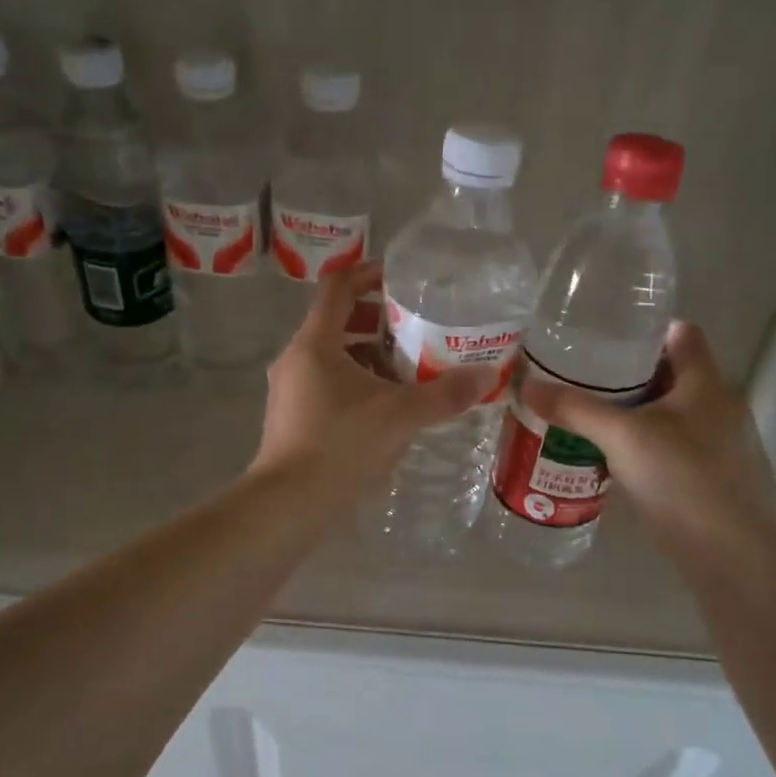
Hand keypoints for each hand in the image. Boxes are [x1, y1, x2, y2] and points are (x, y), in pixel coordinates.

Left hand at [253, 262, 490, 504]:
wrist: (290, 503)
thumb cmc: (342, 445)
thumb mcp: (402, 416)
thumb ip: (446, 394)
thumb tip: (487, 376)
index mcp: (315, 343)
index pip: (338, 287)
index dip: (367, 273)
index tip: (398, 277)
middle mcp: (295, 359)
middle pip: (335, 321)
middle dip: (376, 321)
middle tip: (413, 330)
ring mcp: (288, 390)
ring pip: (331, 356)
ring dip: (366, 355)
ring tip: (405, 372)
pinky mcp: (290, 417)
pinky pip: (325, 384)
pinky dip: (354, 382)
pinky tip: (382, 408)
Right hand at [520, 321, 775, 560]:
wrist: (729, 555)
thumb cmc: (682, 478)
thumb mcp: (621, 437)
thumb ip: (575, 409)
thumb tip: (526, 385)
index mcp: (705, 382)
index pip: (680, 333)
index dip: (645, 328)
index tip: (603, 335)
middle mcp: (715, 406)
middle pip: (667, 373)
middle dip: (623, 373)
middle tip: (578, 375)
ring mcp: (713, 443)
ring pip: (664, 412)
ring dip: (628, 411)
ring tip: (582, 412)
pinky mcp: (705, 476)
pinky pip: (665, 445)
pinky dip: (636, 443)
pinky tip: (604, 456)